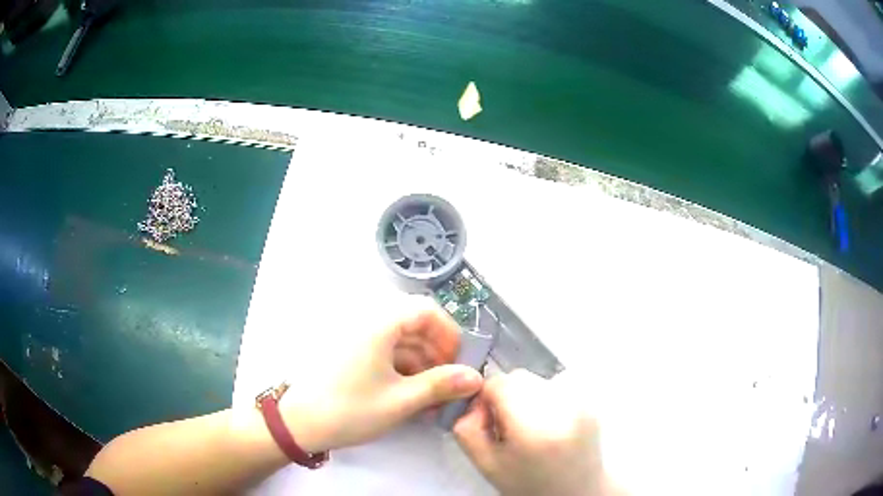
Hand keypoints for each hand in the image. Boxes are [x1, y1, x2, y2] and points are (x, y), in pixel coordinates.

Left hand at [280, 309, 482, 451]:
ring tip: (432, 399)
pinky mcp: (350, 353)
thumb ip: (441, 386)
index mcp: (380, 323)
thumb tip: (475, 377)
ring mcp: (357, 337)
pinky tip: (410, 396)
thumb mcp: (400, 400)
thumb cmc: (350, 408)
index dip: (449, 334)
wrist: (299, 423)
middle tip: (448, 386)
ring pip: (401, 342)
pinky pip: (385, 352)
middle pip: (415, 327)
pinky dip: (402, 370)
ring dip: (421, 366)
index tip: (458, 363)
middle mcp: (368, 322)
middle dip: (437, 355)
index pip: (427, 310)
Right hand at [454, 369, 608, 495]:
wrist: (577, 491)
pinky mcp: (590, 400)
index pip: (499, 382)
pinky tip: (549, 425)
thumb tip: (472, 400)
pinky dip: (546, 399)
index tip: (488, 421)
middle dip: (506, 396)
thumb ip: (467, 429)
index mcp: (534, 426)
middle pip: (519, 377)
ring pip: (537, 380)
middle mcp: (563, 407)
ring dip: (526, 396)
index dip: (486, 398)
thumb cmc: (529, 484)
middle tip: (508, 427)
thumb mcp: (486, 464)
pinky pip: (556, 386)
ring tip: (531, 428)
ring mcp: (581, 401)